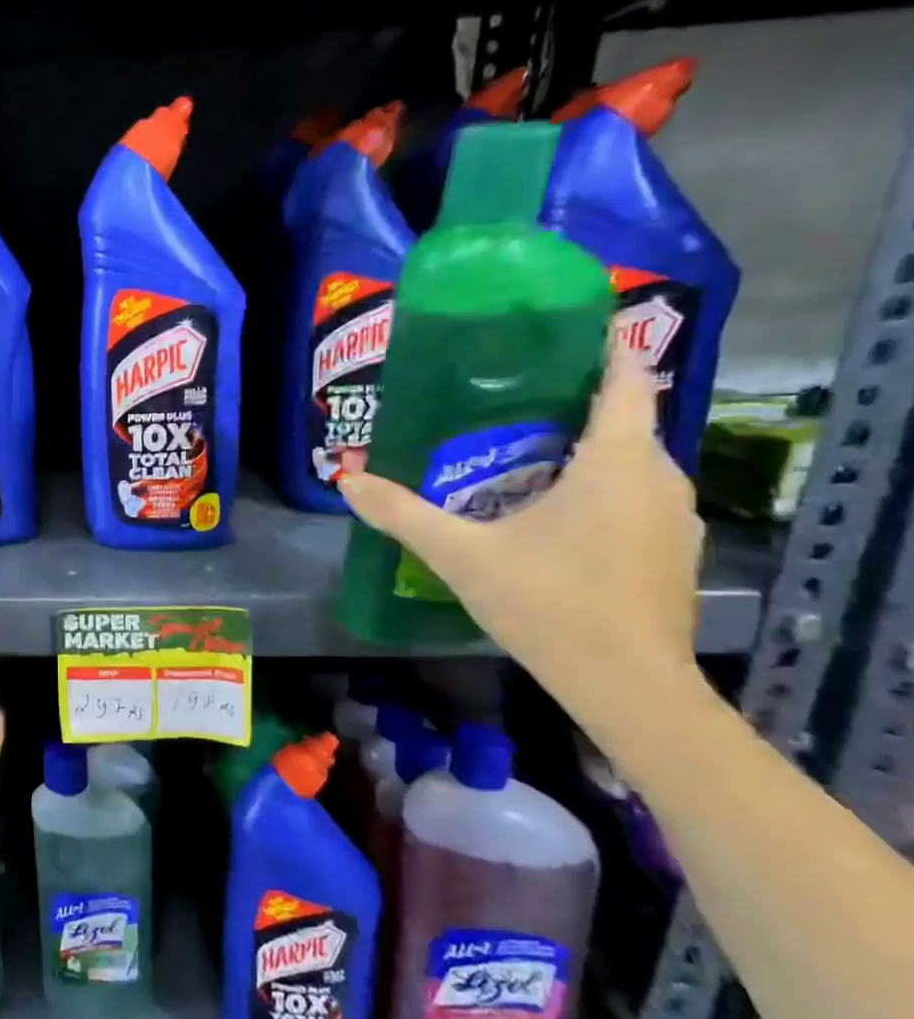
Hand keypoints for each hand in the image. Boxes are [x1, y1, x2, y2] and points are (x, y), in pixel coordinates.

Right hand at [339, 353, 703, 716]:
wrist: (626, 685)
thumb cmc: (548, 603)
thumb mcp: (460, 555)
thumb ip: (401, 513)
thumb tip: (346, 480)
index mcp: (617, 461)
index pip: (626, 378)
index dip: (601, 347)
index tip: (559, 333)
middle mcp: (658, 477)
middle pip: (620, 420)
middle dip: (569, 406)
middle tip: (504, 403)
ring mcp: (673, 517)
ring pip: (627, 462)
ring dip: (582, 452)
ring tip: (519, 456)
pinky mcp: (671, 551)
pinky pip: (633, 497)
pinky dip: (597, 489)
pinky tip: (551, 515)